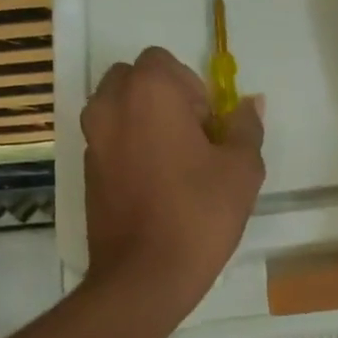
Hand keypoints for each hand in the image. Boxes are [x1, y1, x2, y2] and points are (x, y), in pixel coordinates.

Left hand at [82, 46, 264, 307]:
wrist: (145, 275)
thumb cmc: (199, 214)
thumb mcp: (241, 169)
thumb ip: (246, 127)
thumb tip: (251, 102)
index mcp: (149, 92)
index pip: (166, 62)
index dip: (193, 89)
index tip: (210, 128)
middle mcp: (110, 105)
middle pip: (137, 80)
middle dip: (166, 99)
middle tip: (194, 141)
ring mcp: (92, 139)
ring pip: (120, 109)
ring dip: (146, 122)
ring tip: (175, 164)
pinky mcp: (86, 171)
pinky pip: (111, 140)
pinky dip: (131, 148)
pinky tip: (156, 186)